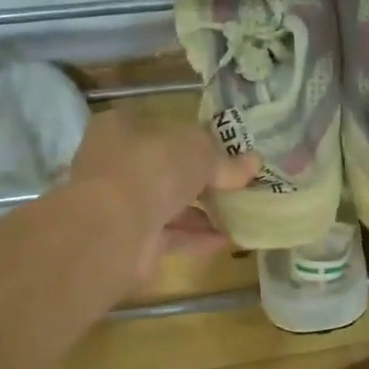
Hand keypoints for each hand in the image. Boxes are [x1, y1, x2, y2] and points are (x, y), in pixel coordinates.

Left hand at [67, 110, 257, 287]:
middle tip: (239, 184)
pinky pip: (172, 235)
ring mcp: (121, 204)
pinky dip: (198, 237)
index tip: (227, 151)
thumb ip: (224, 159)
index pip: (162, 127)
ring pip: (169, 204)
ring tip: (241, 213)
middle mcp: (116, 164)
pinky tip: (230, 239)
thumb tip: (254, 162)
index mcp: (122, 128)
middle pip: (167, 168)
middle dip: (202, 178)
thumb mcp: (198, 151)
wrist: (114, 229)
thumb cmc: (152, 170)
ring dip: (204, 210)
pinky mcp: (131, 240)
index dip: (195, 138)